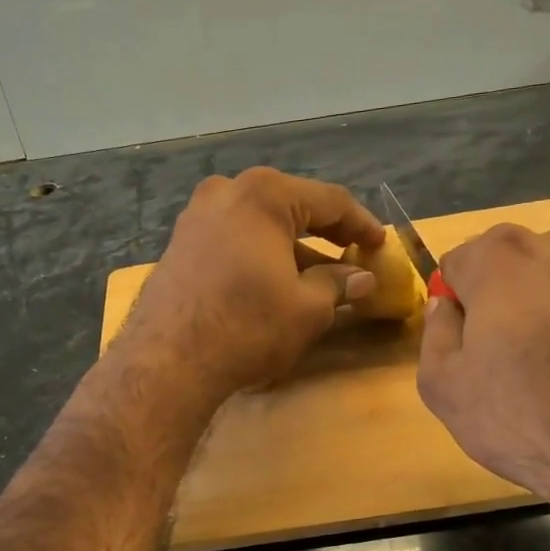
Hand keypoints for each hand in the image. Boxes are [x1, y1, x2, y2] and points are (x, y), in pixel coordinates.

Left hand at [118, 168, 384, 400]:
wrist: (169, 358)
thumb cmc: (248, 325)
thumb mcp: (308, 308)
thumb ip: (338, 284)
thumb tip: (361, 278)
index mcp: (265, 194)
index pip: (329, 201)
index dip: (361, 224)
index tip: (380, 244)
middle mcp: (227, 192)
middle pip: (291, 208)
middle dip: (324, 235)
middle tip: (352, 256)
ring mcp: (196, 216)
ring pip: (259, 225)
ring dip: (291, 249)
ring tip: (317, 278)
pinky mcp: (179, 244)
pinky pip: (233, 240)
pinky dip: (259, 256)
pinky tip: (274, 283)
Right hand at [416, 223, 549, 536]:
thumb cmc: (525, 417)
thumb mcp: (444, 388)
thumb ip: (435, 334)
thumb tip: (444, 306)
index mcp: (500, 258)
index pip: (458, 261)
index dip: (455, 302)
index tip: (464, 342)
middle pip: (513, 261)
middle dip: (502, 296)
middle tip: (506, 354)